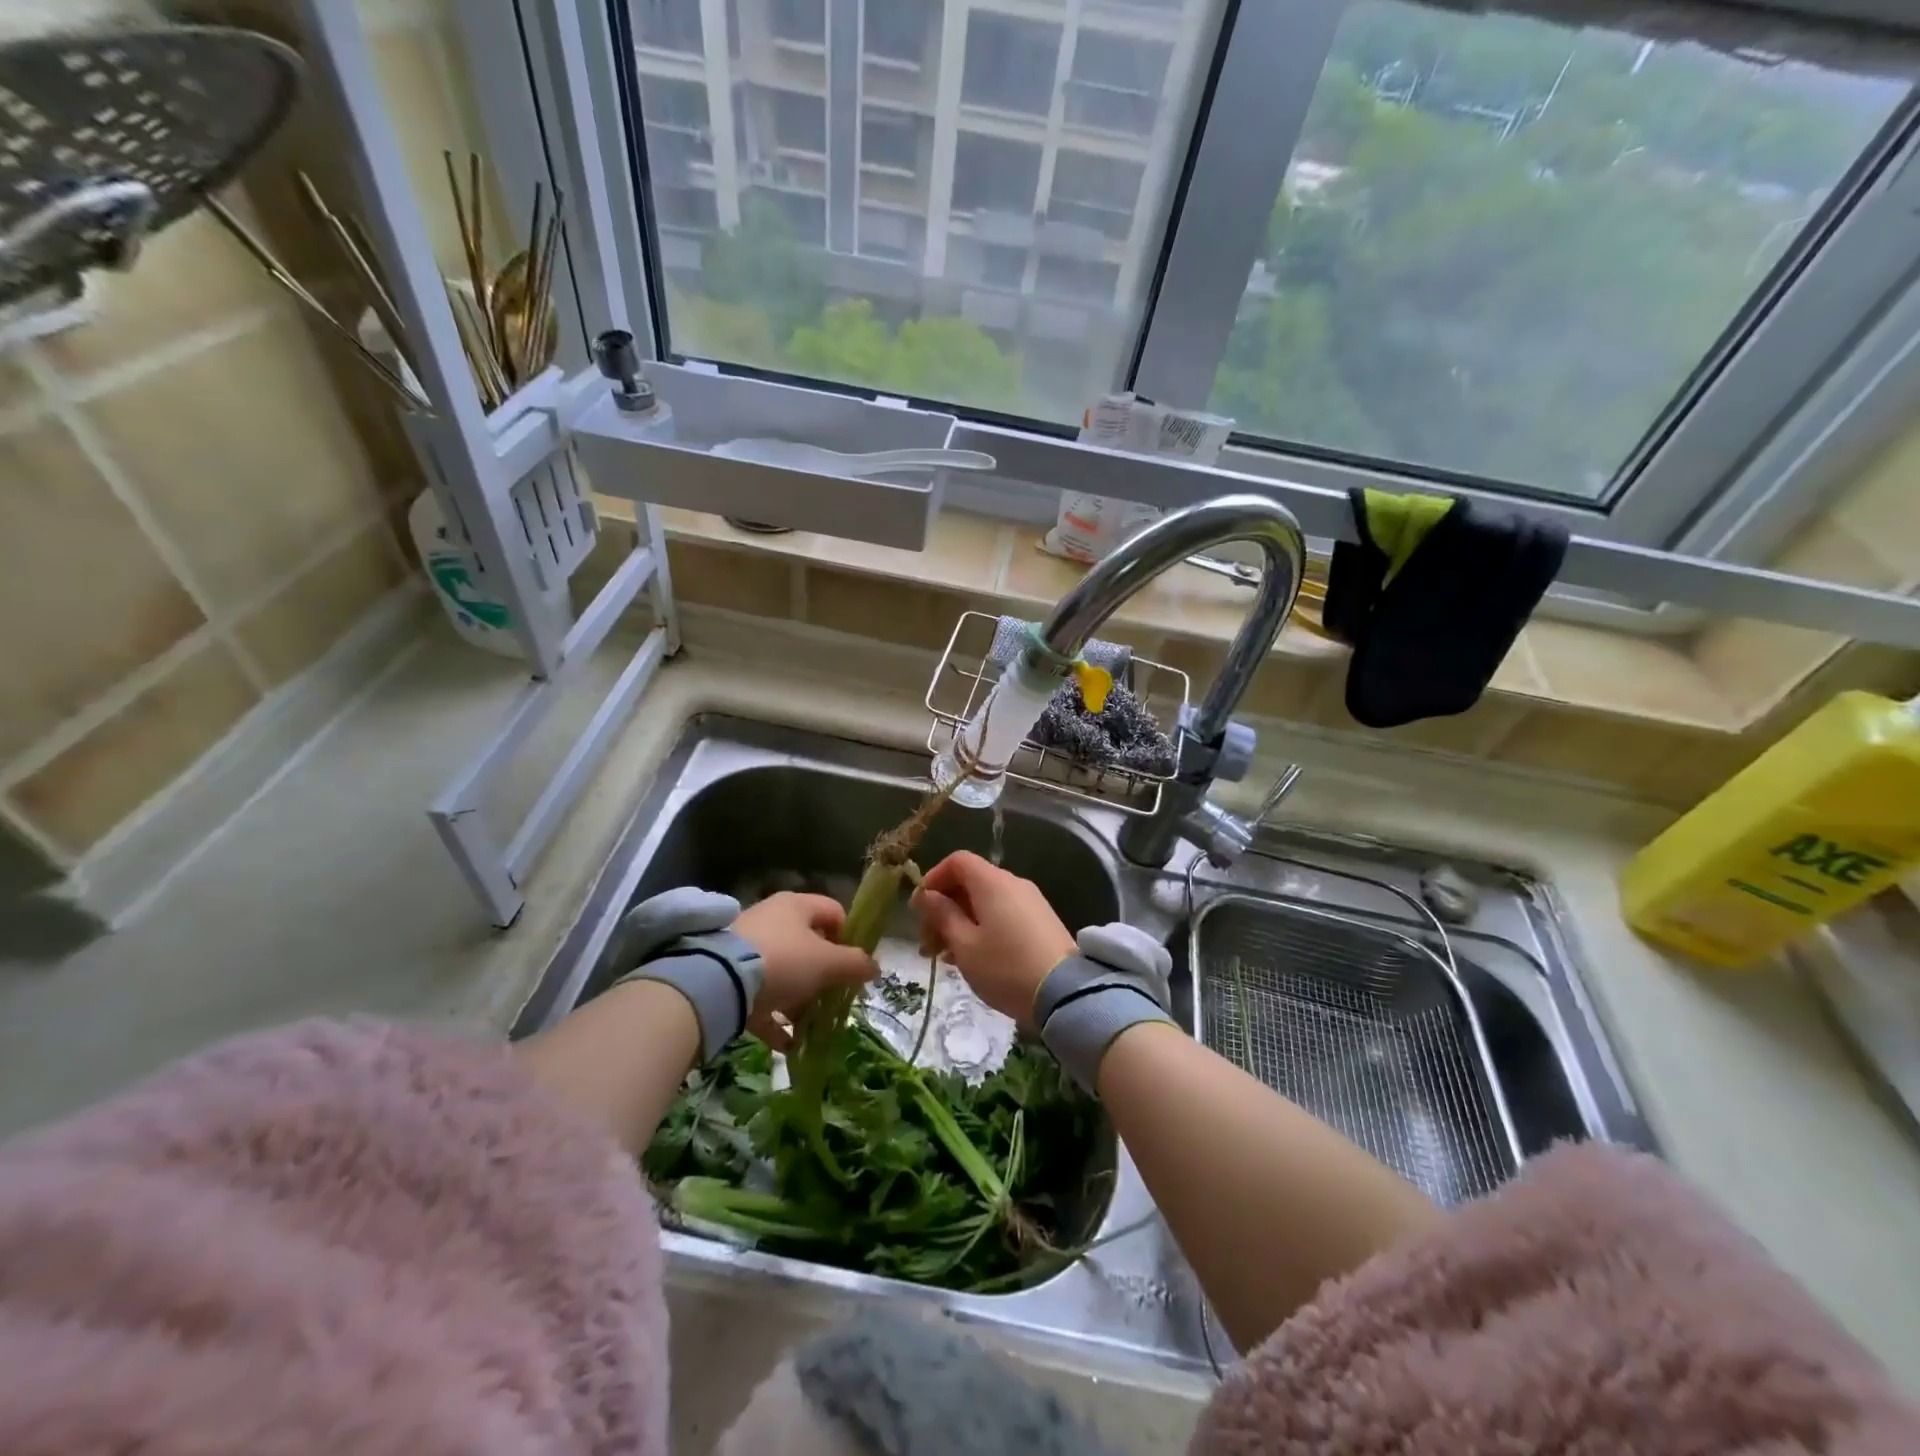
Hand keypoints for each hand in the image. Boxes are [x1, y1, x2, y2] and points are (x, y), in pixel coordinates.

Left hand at [733, 892, 876, 1046]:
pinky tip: (787, 1044)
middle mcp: (773, 920)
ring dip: (800, 1000)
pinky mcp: (730, 976)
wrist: (719, 982)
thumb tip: (875, 967)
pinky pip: (760, 997)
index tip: (853, 966)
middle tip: (833, 999)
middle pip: (809, 945)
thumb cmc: (784, 961)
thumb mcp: (828, 963)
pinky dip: (775, 1019)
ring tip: (809, 1026)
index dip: (849, 938)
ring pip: (785, 973)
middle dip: (824, 976)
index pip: (834, 912)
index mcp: (797, 905)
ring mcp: (748, 948)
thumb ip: (856, 964)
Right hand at [911, 852, 1075, 1025]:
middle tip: (928, 944)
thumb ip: (942, 915)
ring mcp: (1030, 902)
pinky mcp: (1041, 921)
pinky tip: (972, 959)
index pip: (957, 861)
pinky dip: (982, 928)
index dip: (934, 878)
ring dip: (961, 922)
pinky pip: (1003, 914)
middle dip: (944, 908)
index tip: (920, 909)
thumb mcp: (965, 945)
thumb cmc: (1005, 967)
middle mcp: (1013, 883)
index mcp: (992, 882)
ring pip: (985, 902)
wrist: (1065, 993)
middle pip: (970, 883)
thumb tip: (925, 895)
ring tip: (945, 958)